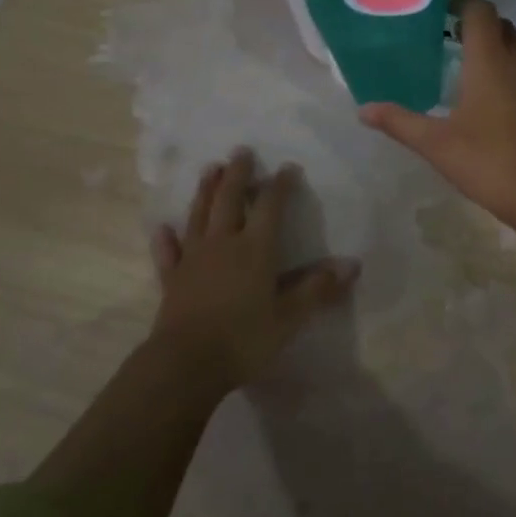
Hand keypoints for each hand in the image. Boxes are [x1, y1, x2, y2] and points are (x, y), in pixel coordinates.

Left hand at [151, 150, 358, 400]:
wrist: (185, 365)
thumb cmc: (244, 338)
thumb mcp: (290, 317)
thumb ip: (318, 289)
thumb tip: (352, 265)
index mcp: (255, 248)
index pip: (271, 206)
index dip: (280, 185)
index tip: (288, 167)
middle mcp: (223, 243)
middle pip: (229, 200)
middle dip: (237, 174)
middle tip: (241, 151)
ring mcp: (193, 259)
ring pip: (199, 216)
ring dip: (205, 191)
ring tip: (210, 169)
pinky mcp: (172, 280)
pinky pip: (168, 254)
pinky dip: (166, 239)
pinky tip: (163, 228)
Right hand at [359, 0, 515, 227]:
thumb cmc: (489, 160)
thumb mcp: (436, 143)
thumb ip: (399, 122)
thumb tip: (364, 109)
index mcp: (489, 61)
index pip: (480, 11)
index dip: (461, 1)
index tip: (436, 7)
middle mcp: (515, 63)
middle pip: (499, 25)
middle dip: (474, 21)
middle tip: (443, 33)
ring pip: (512, 48)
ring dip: (489, 45)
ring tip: (456, 60)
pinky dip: (500, 67)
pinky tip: (480, 94)